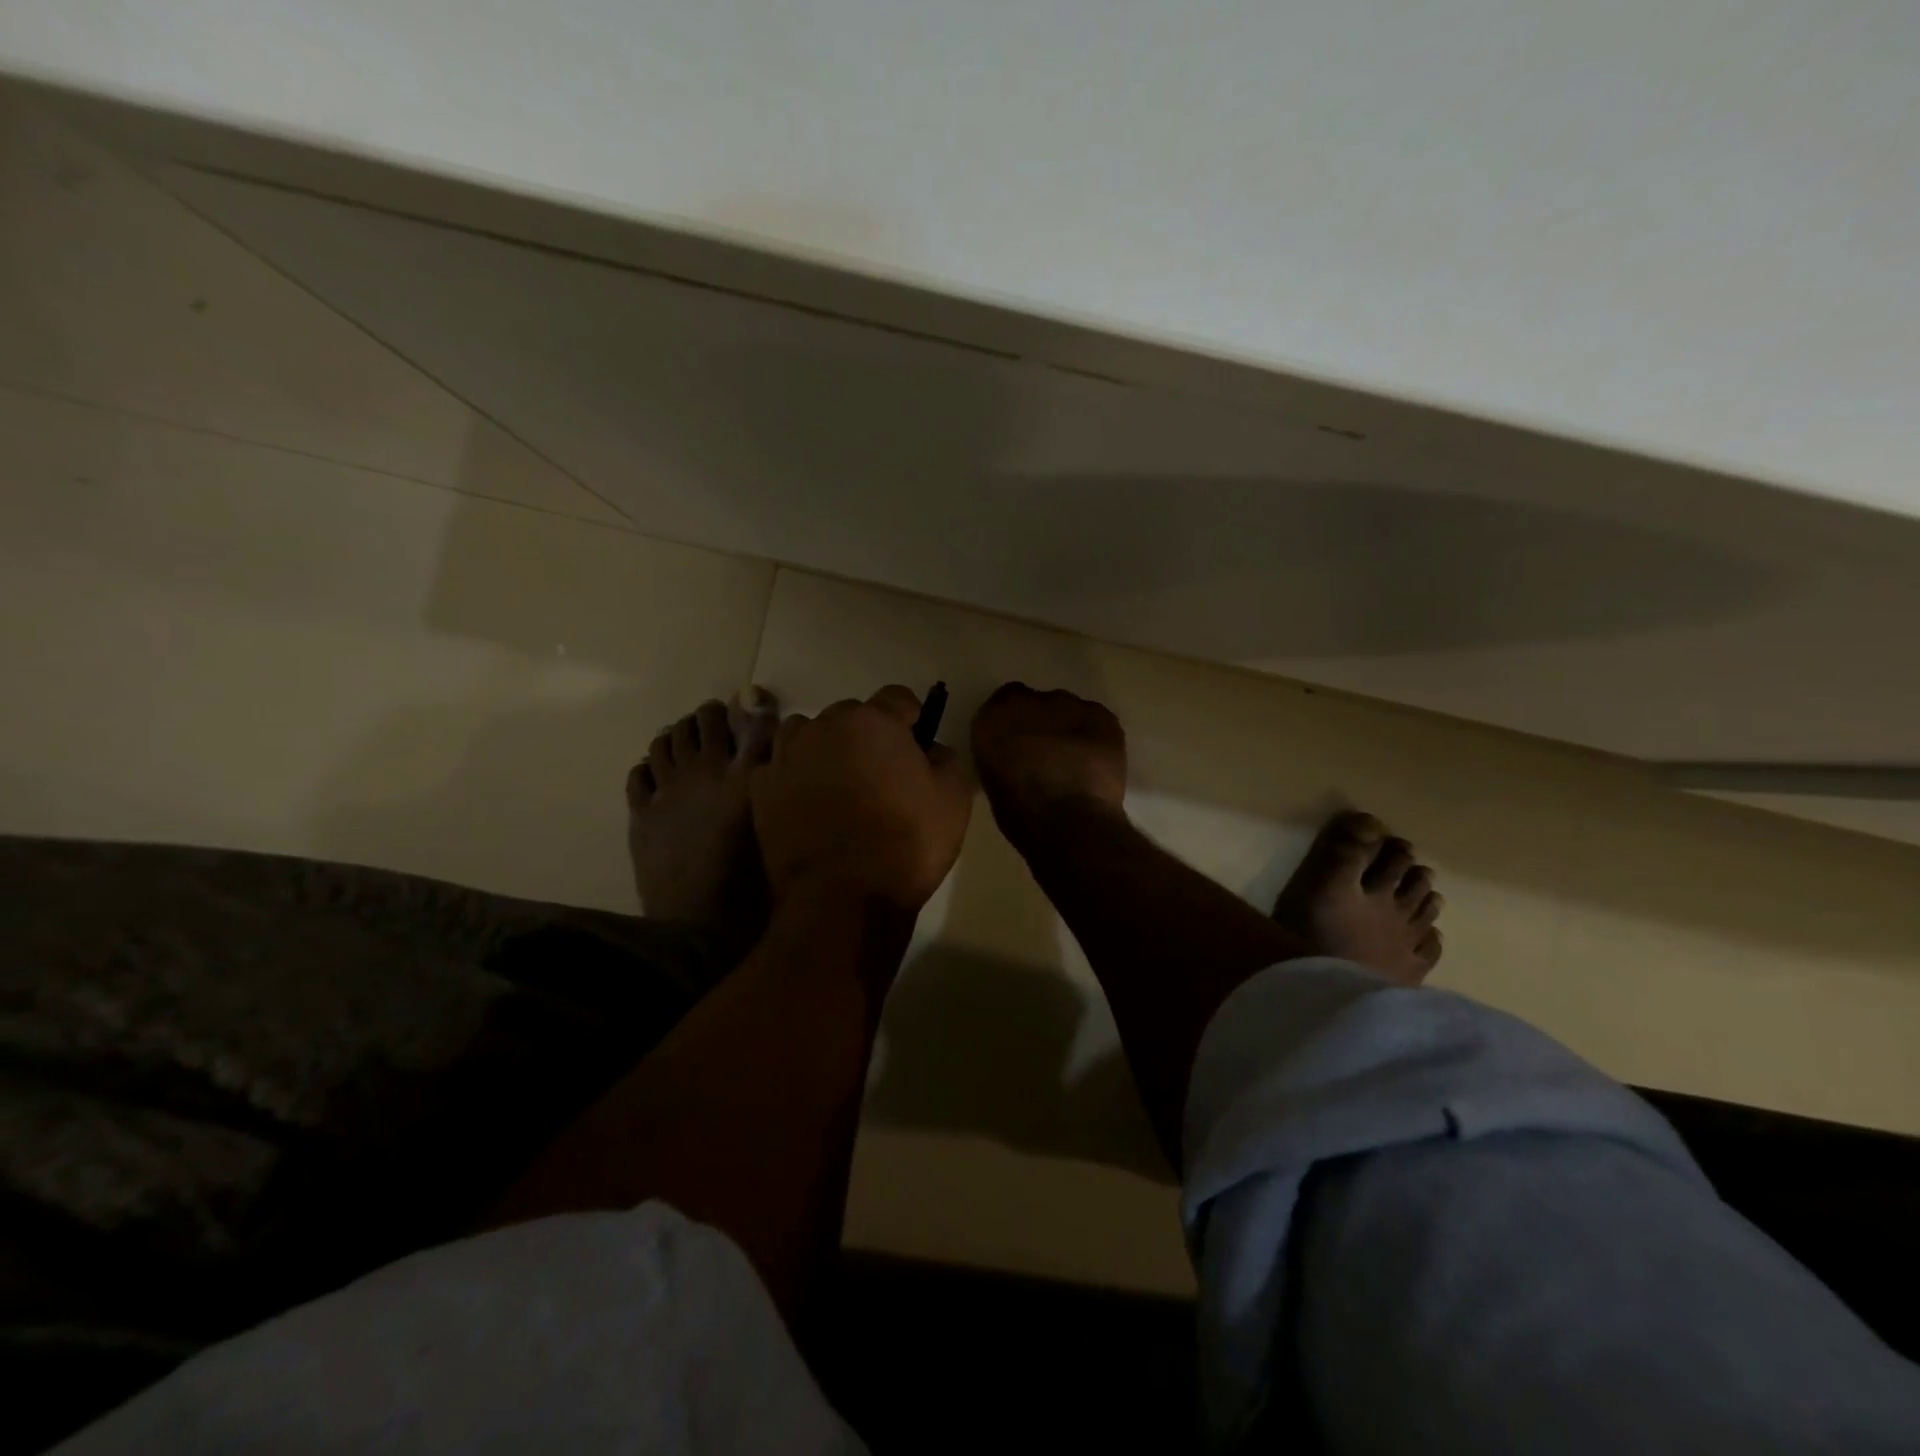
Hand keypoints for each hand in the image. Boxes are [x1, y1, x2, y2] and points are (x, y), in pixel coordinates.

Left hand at [750, 685, 972, 914]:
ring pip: (808, 733)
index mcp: (874, 721)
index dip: (911, 721)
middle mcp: (824, 726)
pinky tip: (806, 804)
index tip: (916, 749)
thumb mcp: (954, 800)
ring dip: (825, 748)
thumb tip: (931, 749)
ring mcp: (787, 756)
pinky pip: (780, 766)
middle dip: (867, 735)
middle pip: (851, 714)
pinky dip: (794, 776)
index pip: (898, 698)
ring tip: (837, 784)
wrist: (842, 899)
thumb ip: (947, 759)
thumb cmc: (906, 844)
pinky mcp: (761, 789)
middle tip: (879, 774)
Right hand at [970, 683, 1126, 847]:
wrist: (1069, 821)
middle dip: (1043, 723)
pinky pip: (1096, 719)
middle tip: (1048, 754)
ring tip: (1076, 760)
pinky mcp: (1102, 717)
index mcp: (994, 718)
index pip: (1004, 702)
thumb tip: (1015, 754)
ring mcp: (1069, 706)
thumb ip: (1001, 754)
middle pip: (1039, 704)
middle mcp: (1030, 702)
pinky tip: (1096, 760)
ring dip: (1069, 728)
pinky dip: (1094, 735)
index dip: (1015, 722)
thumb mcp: (993, 781)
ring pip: (1069, 710)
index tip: (1019, 742)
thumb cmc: (1021, 814)